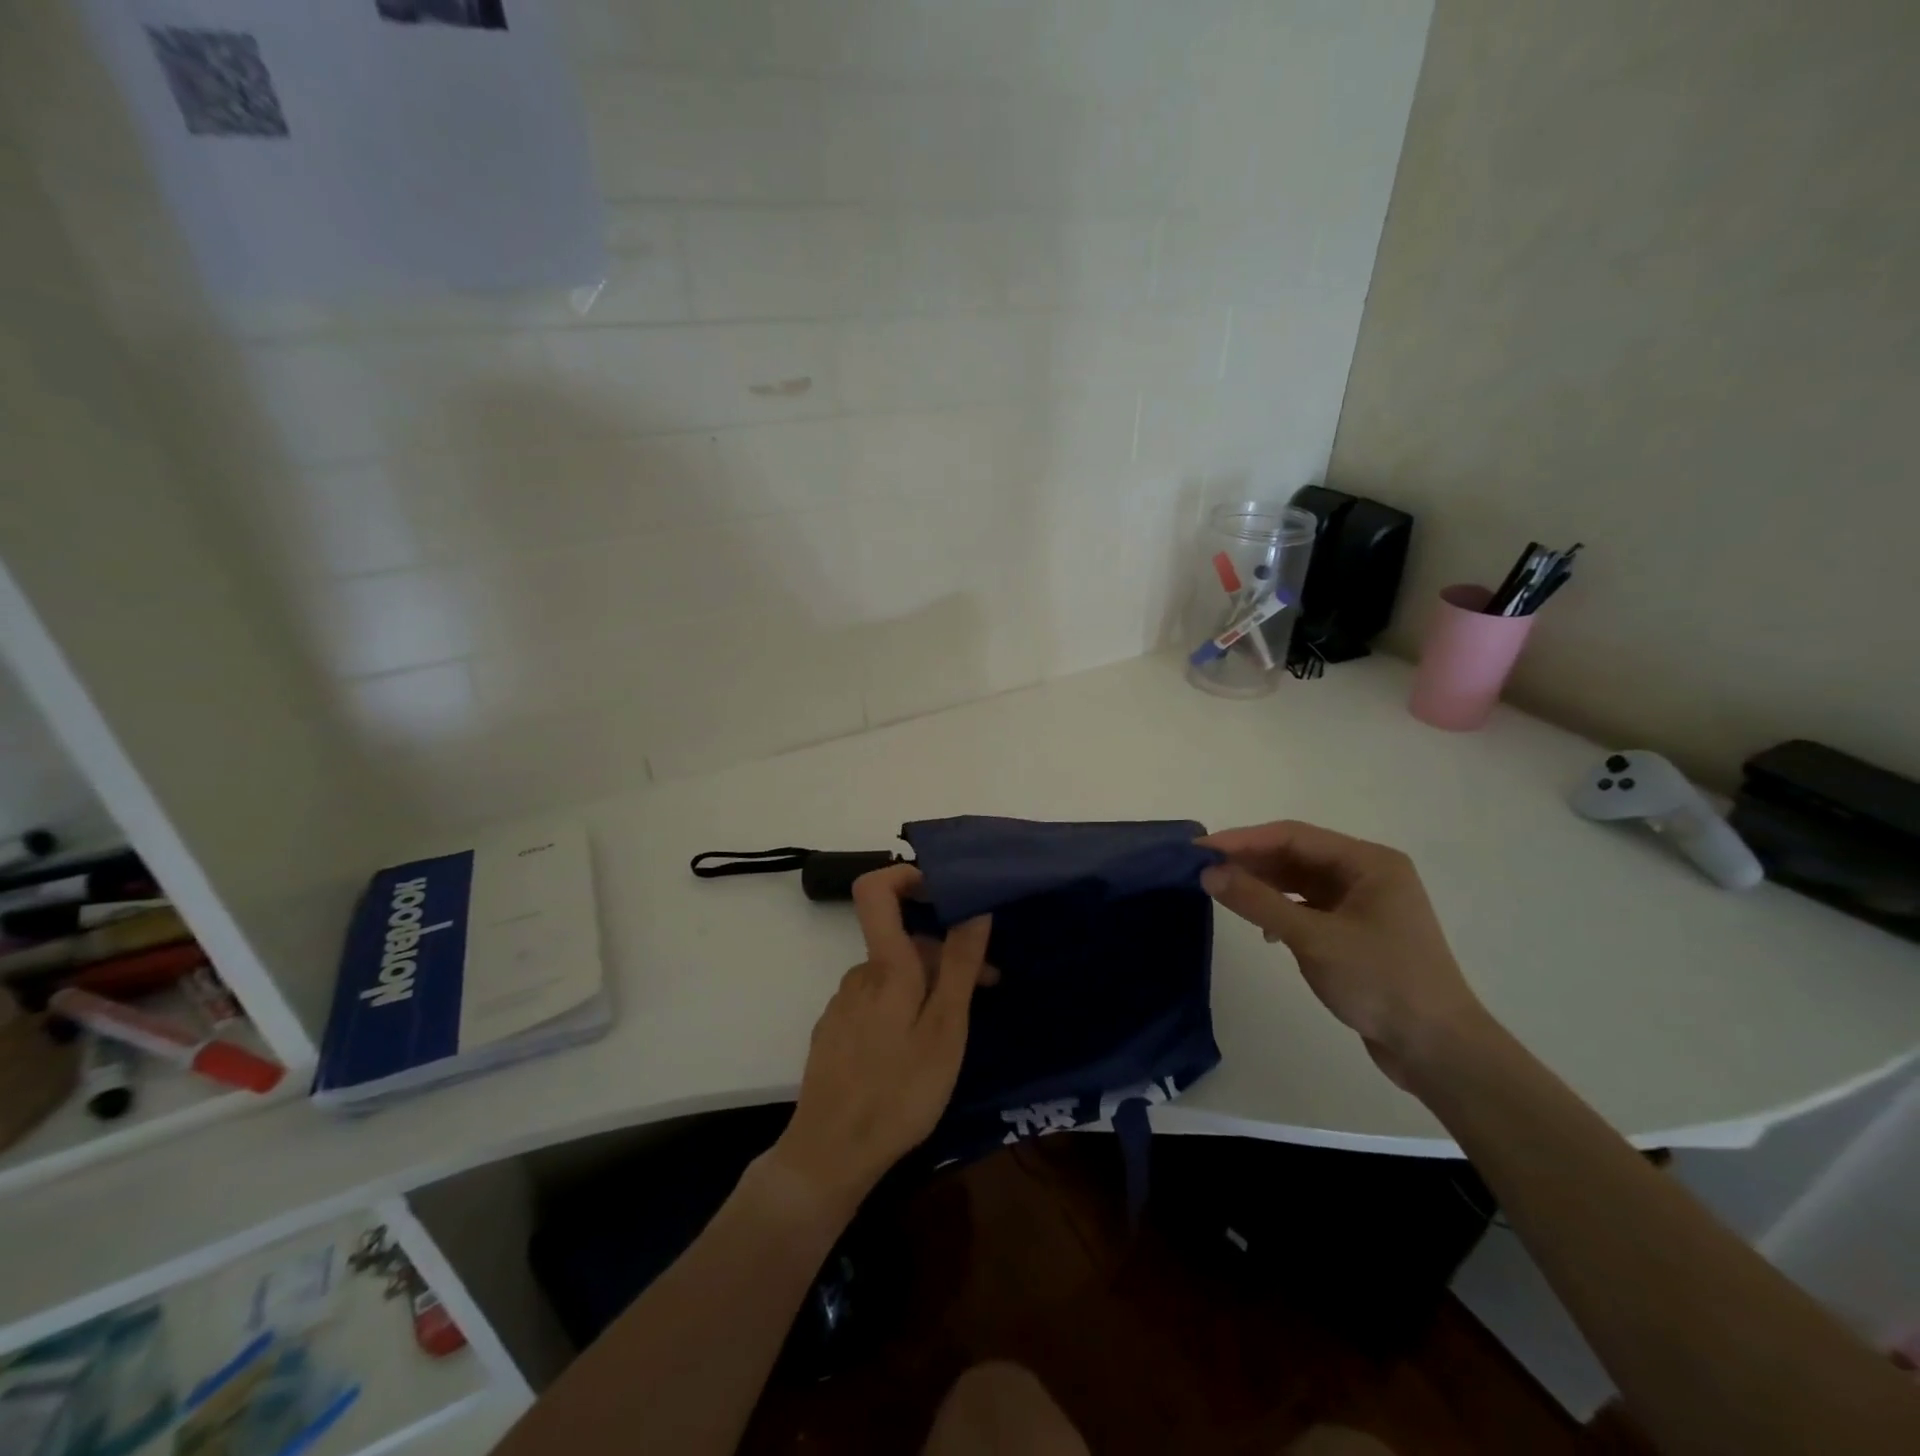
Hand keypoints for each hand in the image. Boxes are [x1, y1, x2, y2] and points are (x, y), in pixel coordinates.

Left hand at [770, 865, 991, 1208]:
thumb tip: (974, 906)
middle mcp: (860, 974)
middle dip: (946, 951)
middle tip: (988, 984)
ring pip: (893, 974)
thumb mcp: (944, 1029)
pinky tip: (918, 1048)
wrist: (829, 1155)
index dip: (906, 875)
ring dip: (928, 984)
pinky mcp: (836, 1032)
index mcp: (886, 966)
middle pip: (901, 940)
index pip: (875, 889)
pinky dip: (904, 1006)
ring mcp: (844, 1004)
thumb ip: (960, 965)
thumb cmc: (899, 1091)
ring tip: (958, 1025)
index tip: (944, 891)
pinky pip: (876, 1000)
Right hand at [1199, 821, 1490, 1088]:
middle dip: (1250, 862)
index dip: (1243, 840)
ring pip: (1300, 882)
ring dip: (1263, 886)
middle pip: (1296, 855)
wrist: (1438, 1050)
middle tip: (1203, 871)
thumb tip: (1208, 873)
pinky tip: (1263, 931)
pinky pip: (1309, 908)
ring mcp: (1364, 904)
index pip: (1293, 836)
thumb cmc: (1381, 982)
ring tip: (1223, 894)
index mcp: (1369, 862)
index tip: (1200, 850)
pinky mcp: (1358, 932)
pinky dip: (1281, 912)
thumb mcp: (1313, 938)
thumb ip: (1258, 902)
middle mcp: (1368, 874)